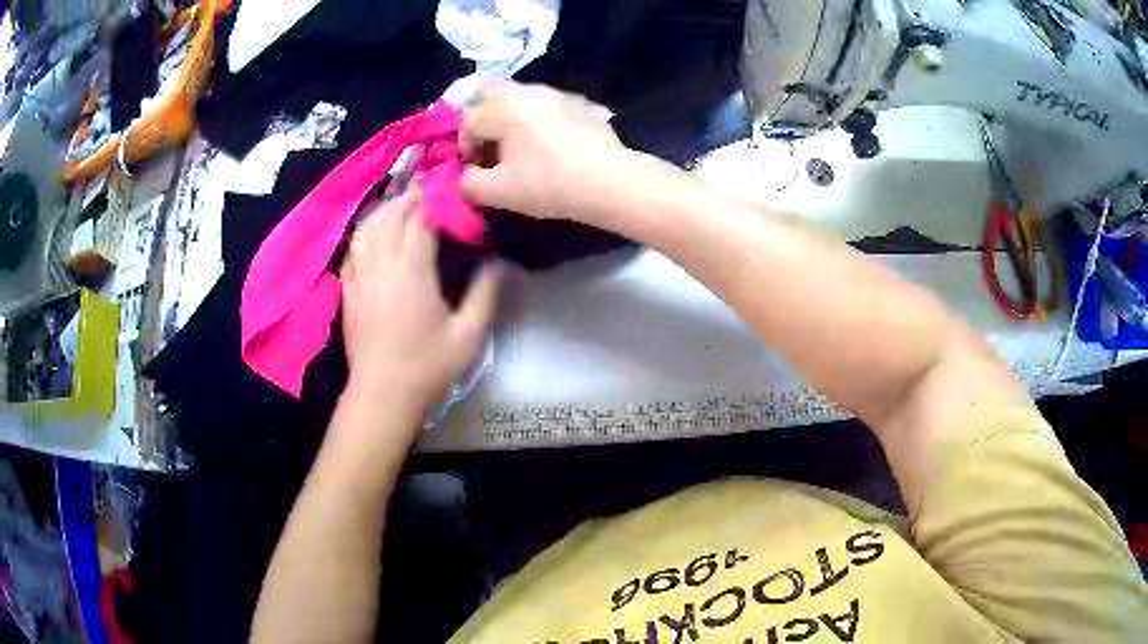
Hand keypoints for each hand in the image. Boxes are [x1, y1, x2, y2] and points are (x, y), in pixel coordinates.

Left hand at [340, 190, 500, 406]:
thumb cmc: (427, 366)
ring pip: (367, 227)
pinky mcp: (348, 290)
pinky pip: (353, 248)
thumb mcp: (468, 335)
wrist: (382, 394)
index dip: (436, 201)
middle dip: (410, 198)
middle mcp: (381, 265)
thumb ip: (485, 294)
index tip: (452, 194)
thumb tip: (497, 262)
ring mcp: (360, 276)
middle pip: (391, 215)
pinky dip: (366, 233)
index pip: (420, 219)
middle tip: (430, 193)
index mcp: (411, 271)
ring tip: (402, 207)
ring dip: (386, 211)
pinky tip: (375, 235)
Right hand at [460, 82, 631, 223]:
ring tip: (519, 150)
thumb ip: (470, 183)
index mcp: (504, 107)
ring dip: (510, 119)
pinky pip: (547, 107)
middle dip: (481, 117)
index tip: (477, 169)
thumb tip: (466, 176)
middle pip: (490, 93)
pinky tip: (549, 147)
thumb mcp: (499, 192)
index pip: (469, 120)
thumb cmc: (549, 183)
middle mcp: (528, 91)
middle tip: (489, 147)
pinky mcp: (581, 105)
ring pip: (520, 98)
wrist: (611, 182)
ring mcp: (558, 95)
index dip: (465, 147)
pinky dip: (537, 121)